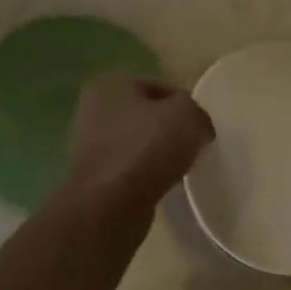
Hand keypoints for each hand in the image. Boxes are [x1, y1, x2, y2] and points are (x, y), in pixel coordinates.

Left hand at [66, 76, 213, 210]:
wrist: (111, 204)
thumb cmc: (147, 148)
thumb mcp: (187, 116)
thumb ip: (197, 112)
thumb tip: (197, 127)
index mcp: (110, 85)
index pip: (159, 86)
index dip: (185, 104)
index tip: (200, 125)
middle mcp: (93, 110)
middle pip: (146, 115)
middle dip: (170, 129)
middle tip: (193, 145)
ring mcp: (90, 146)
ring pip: (138, 143)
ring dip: (158, 153)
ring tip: (180, 167)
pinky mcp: (94, 178)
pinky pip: (130, 169)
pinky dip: (146, 175)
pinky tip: (162, 185)